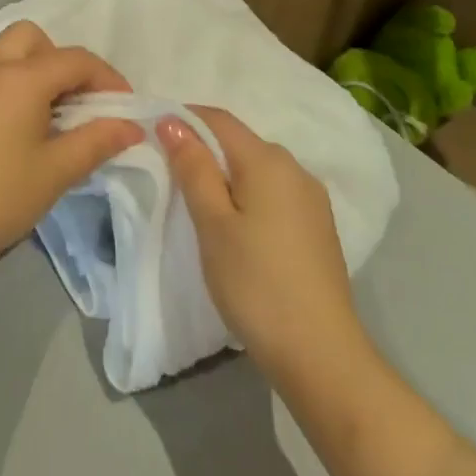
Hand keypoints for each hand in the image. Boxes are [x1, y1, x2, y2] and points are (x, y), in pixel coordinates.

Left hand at [0, 22, 143, 272]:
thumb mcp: (56, 171)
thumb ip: (97, 141)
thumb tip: (132, 126)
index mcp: (23, 76)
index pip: (76, 60)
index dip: (108, 79)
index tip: (126, 109)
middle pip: (36, 38)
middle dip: (64, 61)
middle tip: (79, 101)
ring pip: (10, 50)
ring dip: (37, 67)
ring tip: (53, 112)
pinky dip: (15, 81)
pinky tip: (23, 124)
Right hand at [158, 106, 363, 377]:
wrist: (322, 356)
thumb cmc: (256, 284)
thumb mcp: (212, 224)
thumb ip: (193, 168)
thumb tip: (172, 122)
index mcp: (268, 159)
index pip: (218, 119)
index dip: (184, 119)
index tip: (153, 135)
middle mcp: (295, 168)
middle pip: (239, 142)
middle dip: (204, 149)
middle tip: (170, 175)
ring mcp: (311, 199)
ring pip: (257, 169)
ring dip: (226, 175)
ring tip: (199, 204)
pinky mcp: (318, 227)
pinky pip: (274, 193)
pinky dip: (248, 197)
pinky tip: (237, 227)